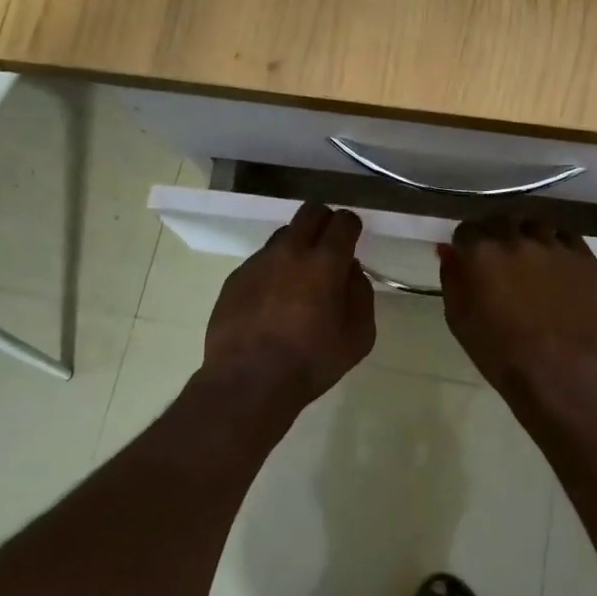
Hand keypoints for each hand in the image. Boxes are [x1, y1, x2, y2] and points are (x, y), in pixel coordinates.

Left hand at [205, 201, 374, 399]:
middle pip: (311, 212)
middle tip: (329, 247)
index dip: (351, 227)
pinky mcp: (235, 277)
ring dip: (297, 246)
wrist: (247, 383)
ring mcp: (259, 262)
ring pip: (283, 235)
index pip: (343, 221)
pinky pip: (261, 261)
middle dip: (325, 221)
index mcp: (325, 262)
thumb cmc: (311, 363)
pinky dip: (273, 270)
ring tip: (298, 279)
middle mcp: (290, 251)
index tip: (352, 240)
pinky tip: (272, 301)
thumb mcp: (358, 337)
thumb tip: (350, 270)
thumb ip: (360, 294)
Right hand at [439, 216, 596, 394]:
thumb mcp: (458, 318)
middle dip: (496, 236)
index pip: (467, 229)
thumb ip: (451, 277)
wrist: (557, 372)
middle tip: (500, 261)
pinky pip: (565, 236)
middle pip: (501, 222)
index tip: (470, 259)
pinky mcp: (582, 256)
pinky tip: (555, 265)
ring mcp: (552, 244)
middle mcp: (515, 238)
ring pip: (534, 225)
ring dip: (527, 237)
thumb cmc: (499, 351)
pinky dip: (556, 244)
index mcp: (480, 251)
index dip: (467, 244)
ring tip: (530, 261)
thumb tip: (448, 249)